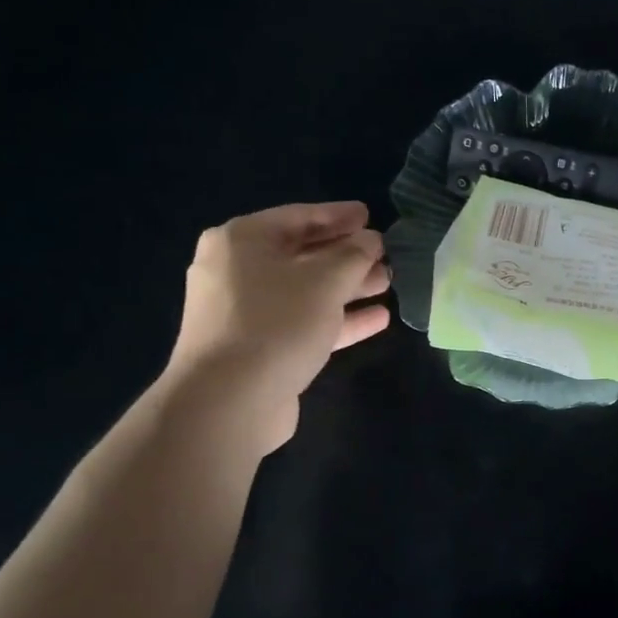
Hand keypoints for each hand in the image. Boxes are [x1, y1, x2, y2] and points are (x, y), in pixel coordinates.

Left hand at [165, 202, 390, 451]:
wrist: (229, 401)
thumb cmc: (276, 323)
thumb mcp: (325, 280)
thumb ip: (353, 255)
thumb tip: (370, 240)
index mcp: (242, 240)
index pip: (299, 217)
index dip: (339, 216)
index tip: (371, 217)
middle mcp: (237, 271)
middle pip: (302, 255)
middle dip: (347, 256)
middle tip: (386, 256)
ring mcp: (245, 313)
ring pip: (306, 292)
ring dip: (347, 289)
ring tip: (388, 284)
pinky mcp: (258, 349)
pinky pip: (303, 324)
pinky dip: (337, 320)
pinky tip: (377, 319)